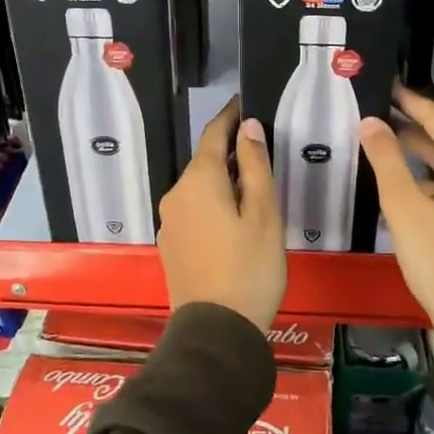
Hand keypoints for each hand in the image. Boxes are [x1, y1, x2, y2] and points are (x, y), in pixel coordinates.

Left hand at [158, 98, 286, 329]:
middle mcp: (176, 194)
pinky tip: (233, 220)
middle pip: (204, 162)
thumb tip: (247, 126)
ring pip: (198, 187)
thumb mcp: (264, 214)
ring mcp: (169, 221)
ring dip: (221, 181)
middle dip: (230, 153)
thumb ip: (254, 166)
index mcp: (199, 181)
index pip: (213, 134)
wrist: (217, 330)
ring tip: (253, 189)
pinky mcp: (170, 244)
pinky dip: (212, 204)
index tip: (246, 104)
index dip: (230, 117)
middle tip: (261, 153)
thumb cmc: (250, 268)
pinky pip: (193, 209)